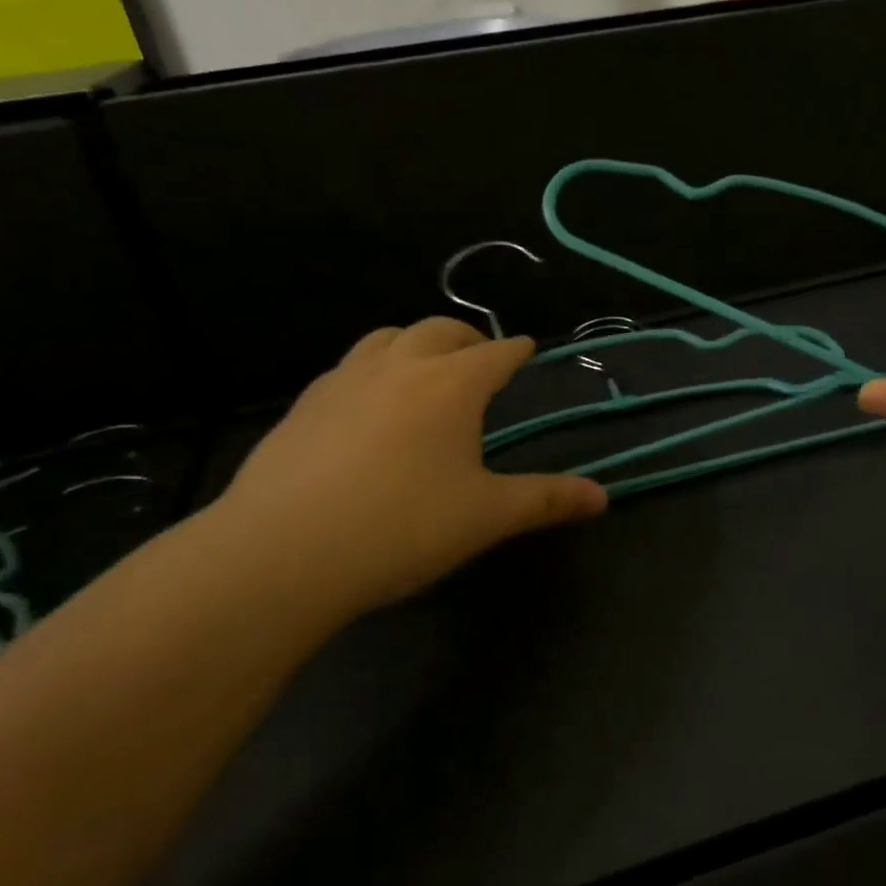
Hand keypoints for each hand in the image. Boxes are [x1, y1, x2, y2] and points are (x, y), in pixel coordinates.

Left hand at [202, 318, 606, 621]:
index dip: (516, 350)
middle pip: (440, 330)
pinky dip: (372, 370)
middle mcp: (399, 366)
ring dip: (415, 344)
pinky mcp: (304, 404)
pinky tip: (367, 407)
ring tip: (424, 371)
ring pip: (387, 338)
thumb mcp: (486, 517)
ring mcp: (344, 380)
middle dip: (467, 339)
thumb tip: (604, 497)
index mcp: (451, 385)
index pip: (496, 353)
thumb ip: (547, 500)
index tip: (527, 349)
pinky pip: (348, 368)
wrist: (281, 554)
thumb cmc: (401, 528)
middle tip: (480, 359)